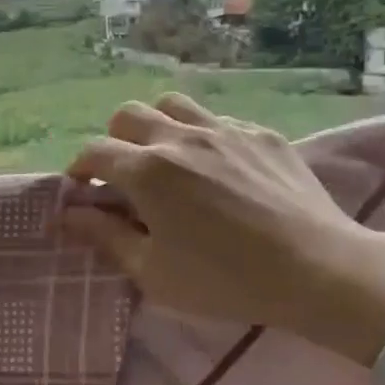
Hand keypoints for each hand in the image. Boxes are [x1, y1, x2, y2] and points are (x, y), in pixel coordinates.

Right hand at [62, 94, 384, 362]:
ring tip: (167, 157)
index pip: (95, 151)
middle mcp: (180, 137)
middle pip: (129, 115)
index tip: (82, 189)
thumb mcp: (153, 272)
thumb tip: (67, 214)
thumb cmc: (224, 280)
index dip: (80, 168)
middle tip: (124, 174)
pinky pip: (219, 120)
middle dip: (115, 140)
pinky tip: (219, 168)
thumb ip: (105, 236)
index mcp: (147, 171)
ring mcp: (224, 129)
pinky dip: (204, 136)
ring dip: (158, 125)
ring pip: (173, 104)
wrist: (316, 269)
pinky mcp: (261, 134)